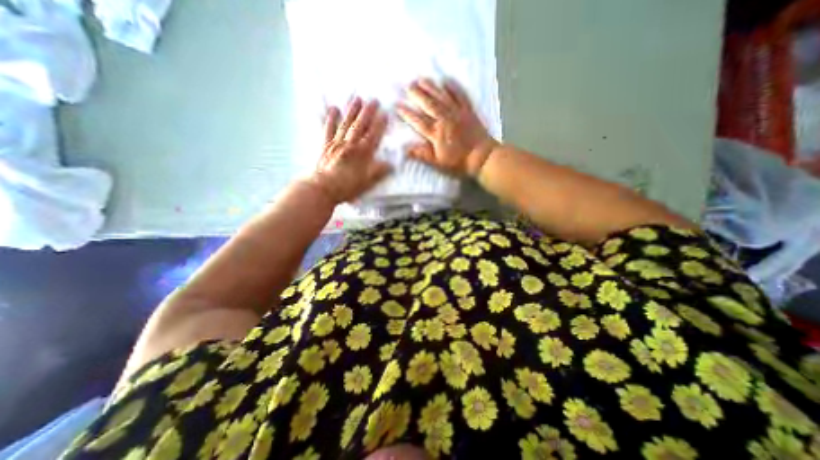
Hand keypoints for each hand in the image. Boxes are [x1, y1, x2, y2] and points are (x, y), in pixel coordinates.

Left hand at [310, 96, 395, 203]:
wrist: (323, 188)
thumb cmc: (347, 186)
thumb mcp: (368, 182)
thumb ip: (379, 171)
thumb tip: (391, 164)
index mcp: (362, 153)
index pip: (373, 136)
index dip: (380, 125)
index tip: (385, 114)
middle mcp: (350, 144)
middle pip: (361, 126)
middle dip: (368, 112)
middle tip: (374, 100)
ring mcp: (337, 143)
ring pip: (347, 124)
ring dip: (352, 111)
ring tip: (358, 99)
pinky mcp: (326, 145)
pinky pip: (329, 129)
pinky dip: (331, 119)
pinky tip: (334, 109)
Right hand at [399, 79, 499, 176]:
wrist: (482, 157)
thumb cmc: (459, 162)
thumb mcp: (438, 163)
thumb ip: (422, 155)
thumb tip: (405, 149)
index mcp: (436, 133)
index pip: (418, 121)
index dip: (407, 113)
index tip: (397, 105)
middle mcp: (445, 119)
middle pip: (429, 104)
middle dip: (417, 95)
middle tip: (408, 86)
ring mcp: (457, 113)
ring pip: (442, 97)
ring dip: (431, 87)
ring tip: (421, 79)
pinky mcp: (468, 111)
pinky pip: (460, 95)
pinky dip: (453, 87)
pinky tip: (446, 80)